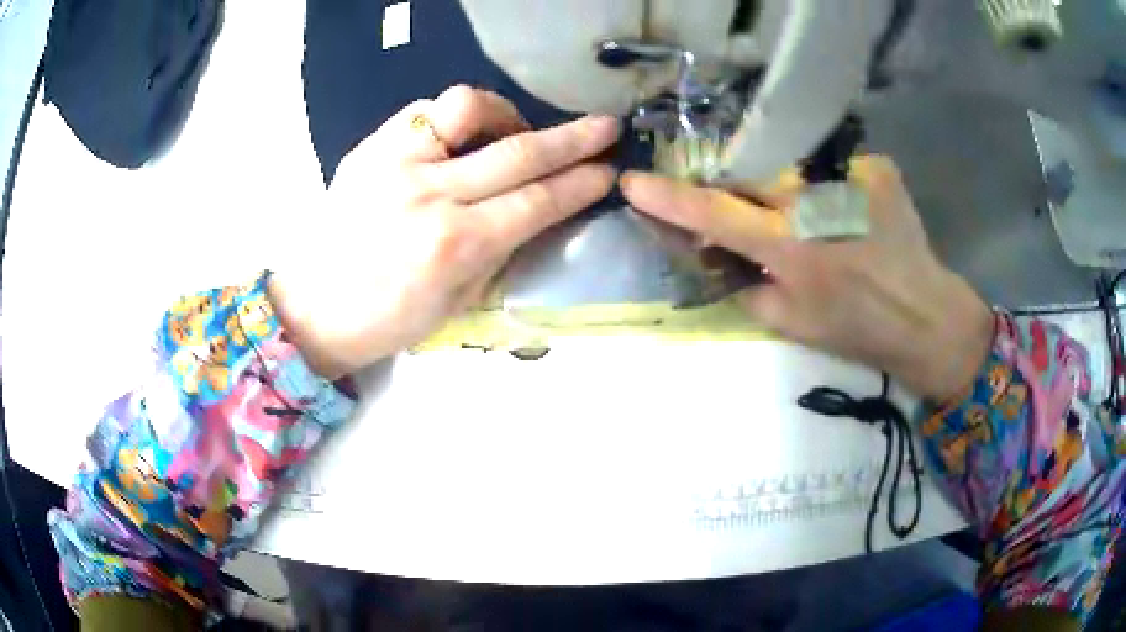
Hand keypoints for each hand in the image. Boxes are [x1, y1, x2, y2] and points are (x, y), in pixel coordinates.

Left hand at [270, 86, 618, 378]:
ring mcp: (394, 162)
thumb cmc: (388, 321)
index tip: (610, 171)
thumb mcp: (459, 301)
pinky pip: (427, 110)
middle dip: (574, 139)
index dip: (581, 184)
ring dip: (507, 114)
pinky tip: (465, 136)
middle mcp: (428, 194)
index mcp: (453, 246)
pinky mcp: (370, 146)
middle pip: (517, 152)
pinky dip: (458, 117)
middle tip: (606, 127)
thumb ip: (504, 248)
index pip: (537, 201)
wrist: (313, 306)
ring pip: (467, 107)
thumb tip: (543, 208)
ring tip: (517, 132)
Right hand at [620, 155, 993, 403]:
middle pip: (749, 171)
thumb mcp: (791, 325)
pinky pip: (832, 165)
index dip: (668, 197)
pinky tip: (845, 210)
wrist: (926, 317)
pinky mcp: (876, 167)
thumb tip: (721, 256)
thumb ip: (747, 288)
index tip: (633, 181)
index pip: (714, 211)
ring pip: (791, 164)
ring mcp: (849, 175)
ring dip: (785, 186)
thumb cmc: (858, 331)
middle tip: (745, 208)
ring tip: (806, 217)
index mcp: (790, 246)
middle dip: (734, 185)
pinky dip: (827, 185)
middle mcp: (815, 200)